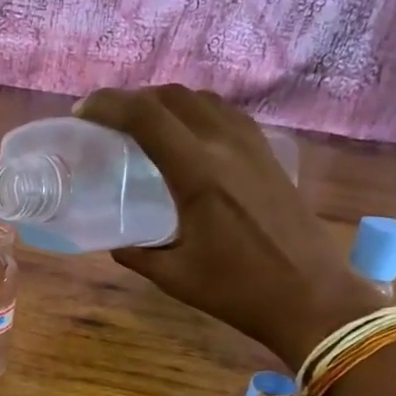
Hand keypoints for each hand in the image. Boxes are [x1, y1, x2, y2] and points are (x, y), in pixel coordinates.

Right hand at [75, 86, 379, 367]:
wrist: (312, 298)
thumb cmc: (239, 291)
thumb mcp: (174, 276)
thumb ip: (136, 253)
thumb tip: (114, 241)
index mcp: (198, 174)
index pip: (145, 116)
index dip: (107, 105)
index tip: (83, 113)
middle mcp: (226, 147)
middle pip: (172, 97)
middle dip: (132, 99)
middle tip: (107, 120)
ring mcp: (253, 147)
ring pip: (202, 99)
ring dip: (166, 102)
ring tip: (143, 124)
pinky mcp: (269, 155)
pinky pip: (226, 114)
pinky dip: (196, 111)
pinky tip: (187, 136)